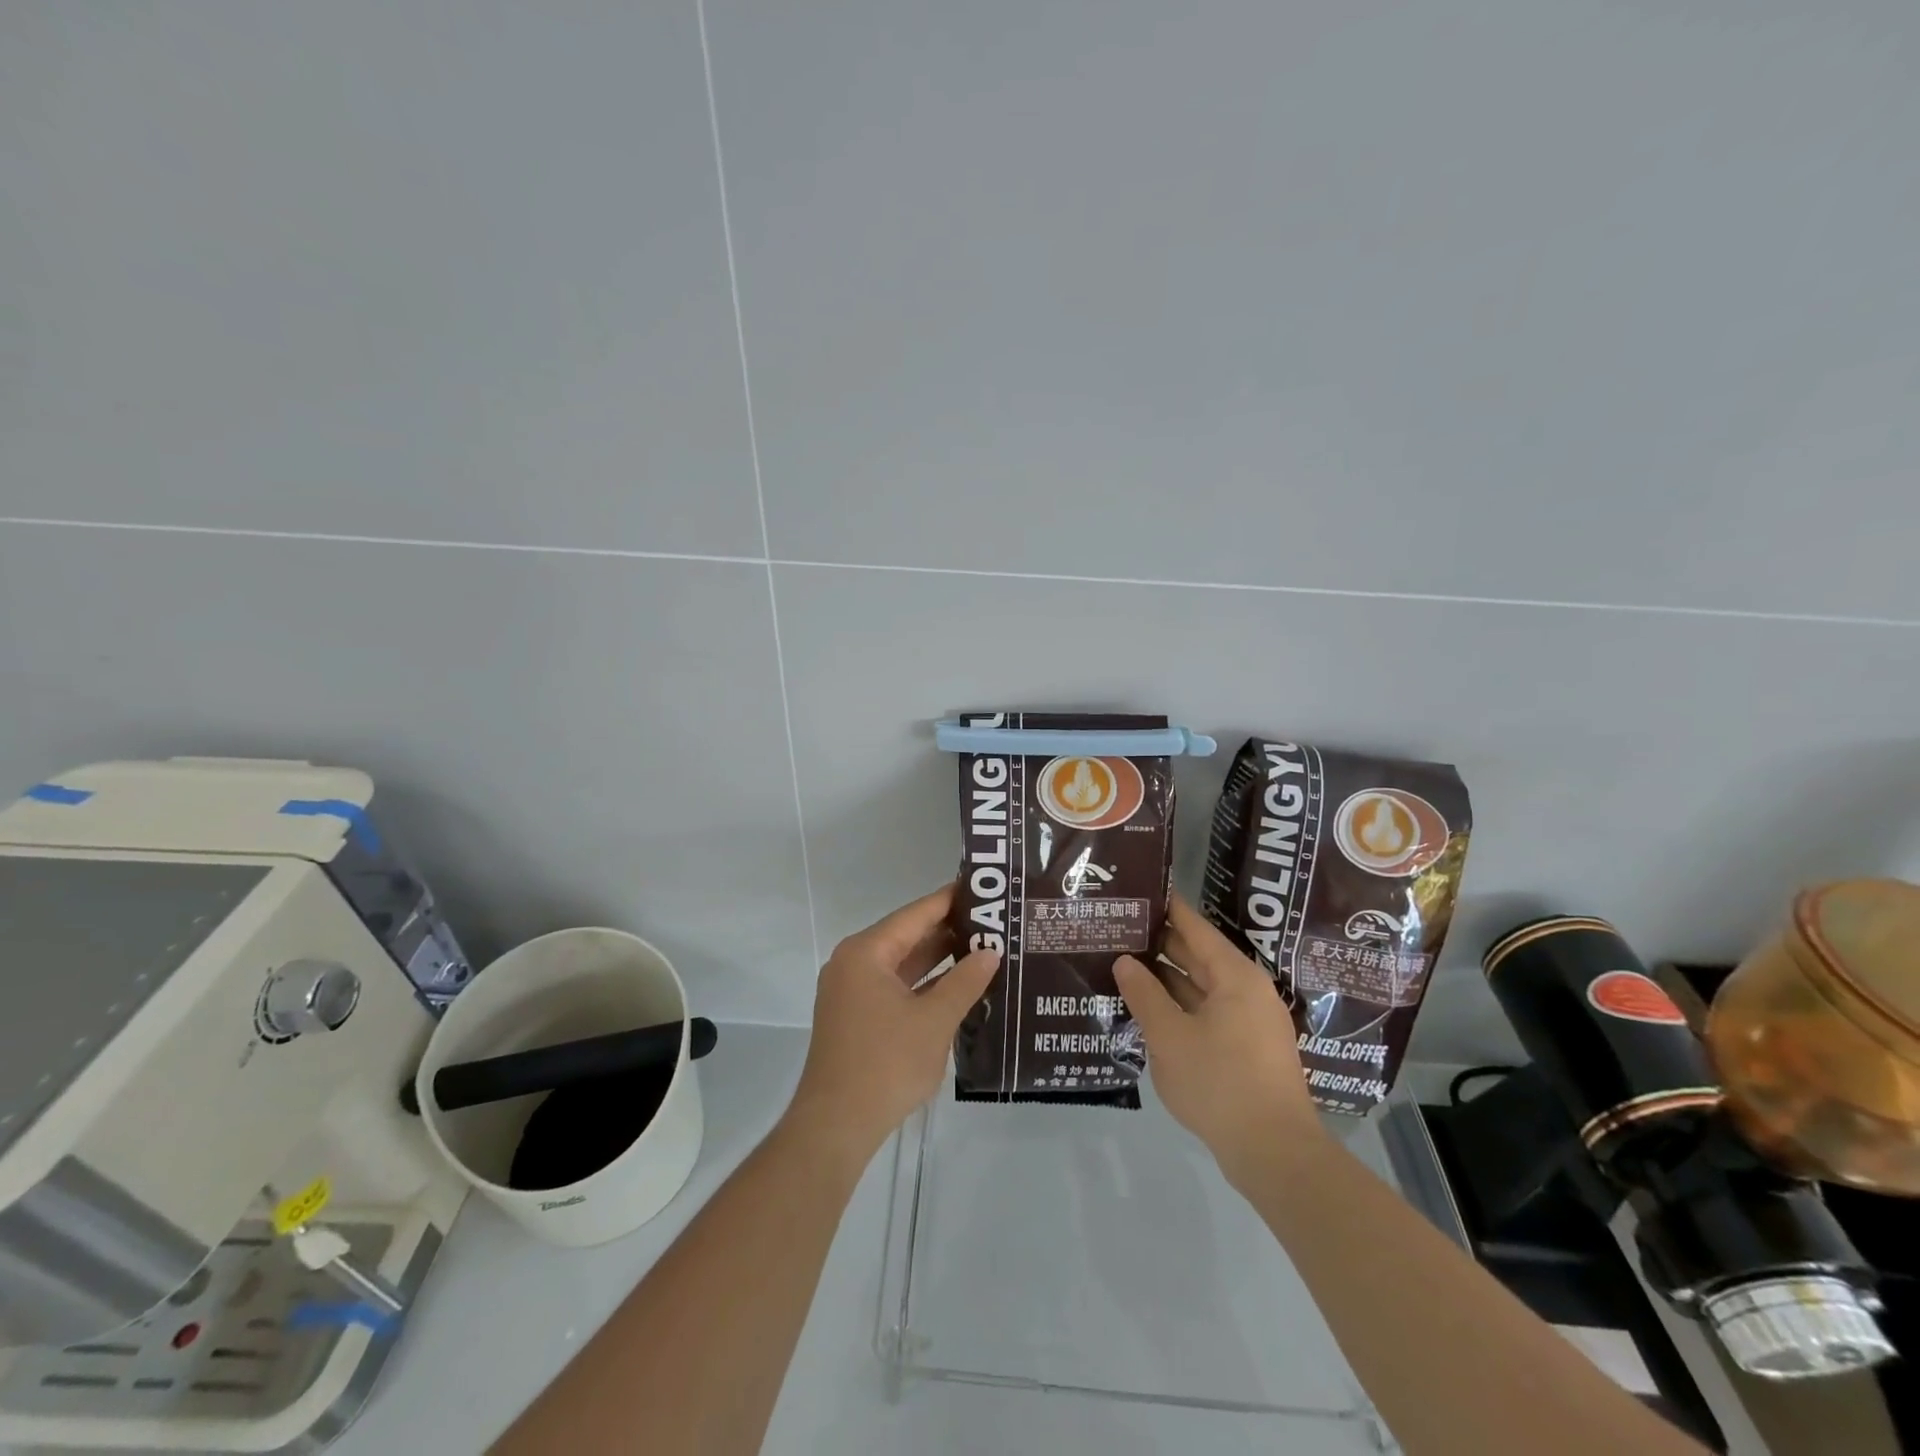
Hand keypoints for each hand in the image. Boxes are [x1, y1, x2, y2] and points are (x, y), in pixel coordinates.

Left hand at [786, 883, 999, 1166]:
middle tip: (995, 922)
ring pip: (903, 964)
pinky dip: (925, 985)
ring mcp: (853, 992)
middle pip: (908, 936)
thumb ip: (965, 982)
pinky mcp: (857, 1017)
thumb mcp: (935, 1020)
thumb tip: (991, 953)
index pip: (916, 914)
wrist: (836, 1126)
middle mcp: (854, 963)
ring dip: (939, 960)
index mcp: (866, 953)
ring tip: (985, 950)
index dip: (950, 900)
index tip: (984, 890)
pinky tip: (959, 986)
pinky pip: (896, 987)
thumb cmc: (886, 1064)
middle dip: (950, 931)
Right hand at [1113, 895, 1322, 1185]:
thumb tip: (1125, 961)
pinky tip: (1149, 1008)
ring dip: (1167, 978)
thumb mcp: (1170, 1036)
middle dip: (1160, 943)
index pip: (1196, 927)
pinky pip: (1208, 1011)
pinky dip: (1179, 1005)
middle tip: (1119, 929)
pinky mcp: (1247, 1048)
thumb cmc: (1220, 1083)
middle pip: (1199, 955)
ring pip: (1201, 986)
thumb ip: (1144, 994)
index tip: (1138, 891)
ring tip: (1124, 964)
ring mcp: (1250, 1021)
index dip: (1167, 908)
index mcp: (1235, 976)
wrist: (1274, 1154)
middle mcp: (1247, 991)